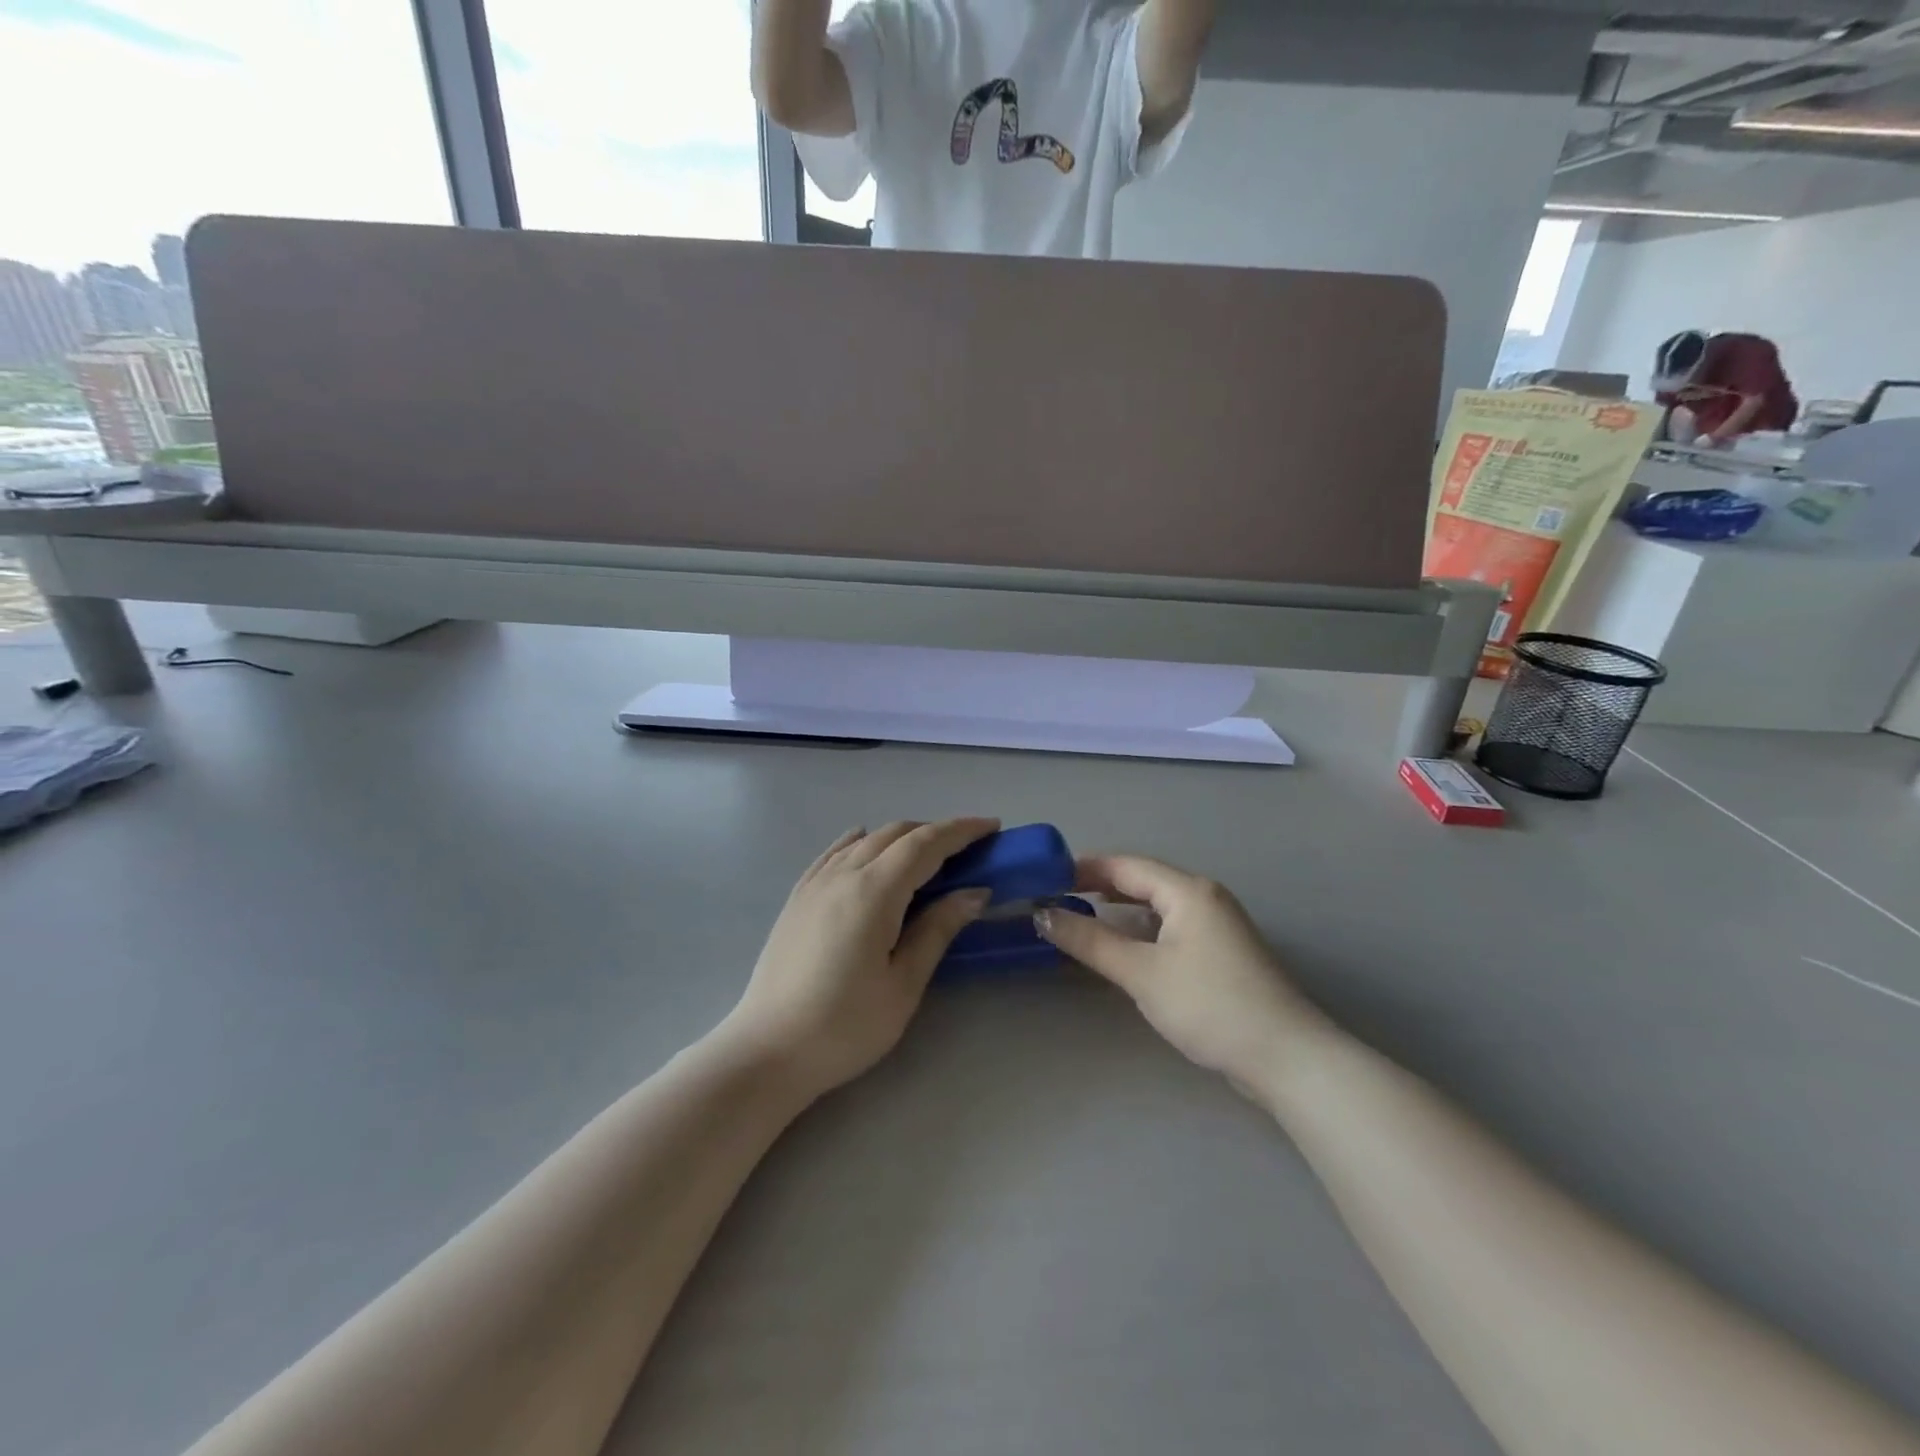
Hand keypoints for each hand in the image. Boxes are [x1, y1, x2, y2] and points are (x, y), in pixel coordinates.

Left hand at [723, 819, 998, 1100]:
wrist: (768, 1051)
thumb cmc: (845, 1026)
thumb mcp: (903, 984)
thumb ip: (937, 930)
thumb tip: (975, 892)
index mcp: (873, 892)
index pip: (925, 844)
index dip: (961, 831)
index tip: (992, 826)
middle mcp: (842, 874)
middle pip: (896, 833)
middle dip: (936, 832)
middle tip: (969, 848)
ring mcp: (815, 882)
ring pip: (866, 839)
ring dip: (902, 836)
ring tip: (928, 856)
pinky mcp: (798, 897)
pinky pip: (836, 852)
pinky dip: (863, 842)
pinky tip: (868, 848)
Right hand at [1035, 855, 1319, 1092]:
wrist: (1286, 1057)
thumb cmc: (1209, 1005)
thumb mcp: (1141, 972)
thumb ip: (1090, 941)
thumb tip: (1043, 914)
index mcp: (1188, 890)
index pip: (1126, 865)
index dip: (1084, 867)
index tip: (1045, 876)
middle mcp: (1205, 897)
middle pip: (1143, 880)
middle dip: (1100, 885)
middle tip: (1057, 896)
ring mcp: (1218, 924)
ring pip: (1158, 904)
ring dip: (1121, 907)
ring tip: (1082, 916)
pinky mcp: (1223, 951)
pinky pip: (1172, 925)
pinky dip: (1143, 928)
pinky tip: (1126, 945)